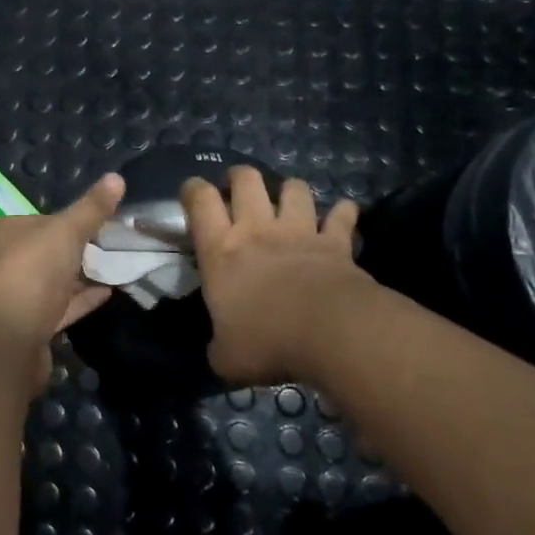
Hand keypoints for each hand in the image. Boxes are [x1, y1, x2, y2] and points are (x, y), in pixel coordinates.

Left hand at [0, 173, 124, 393]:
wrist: (7, 343)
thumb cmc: (30, 273)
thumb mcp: (65, 232)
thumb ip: (91, 208)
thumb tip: (117, 177)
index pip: (31, 220)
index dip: (62, 222)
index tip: (93, 224)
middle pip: (38, 252)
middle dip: (71, 251)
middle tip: (108, 246)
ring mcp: (5, 299)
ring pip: (46, 282)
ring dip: (76, 278)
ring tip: (113, 268)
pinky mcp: (20, 329)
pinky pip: (53, 308)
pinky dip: (76, 301)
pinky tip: (106, 294)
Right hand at [181, 168, 375, 386]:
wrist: (332, 333)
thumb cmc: (268, 340)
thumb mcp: (227, 357)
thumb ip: (219, 347)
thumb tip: (219, 352)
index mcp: (221, 250)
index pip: (199, 200)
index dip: (193, 189)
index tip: (192, 193)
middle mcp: (257, 229)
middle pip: (246, 179)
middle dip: (240, 177)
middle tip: (238, 190)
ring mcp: (299, 231)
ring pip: (293, 188)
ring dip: (289, 190)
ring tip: (288, 201)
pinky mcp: (336, 243)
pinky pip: (342, 216)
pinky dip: (342, 213)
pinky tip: (342, 215)